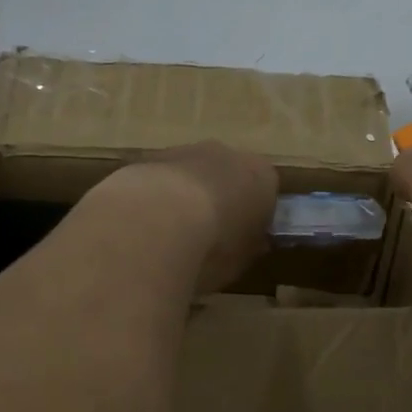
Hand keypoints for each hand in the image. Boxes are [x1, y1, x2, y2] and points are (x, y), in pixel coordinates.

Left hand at [103, 141, 278, 294]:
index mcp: (262, 176)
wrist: (157, 221)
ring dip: (185, 197)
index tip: (242, 241)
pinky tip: (145, 226)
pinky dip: (157, 197)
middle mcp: (227, 154)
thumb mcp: (241, 261)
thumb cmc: (213, 246)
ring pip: (192, 174)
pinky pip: (160, 180)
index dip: (254, 217)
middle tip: (207, 237)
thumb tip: (247, 243)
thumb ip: (247, 247)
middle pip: (228, 176)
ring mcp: (186, 150)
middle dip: (220, 200)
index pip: (265, 193)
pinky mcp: (149, 157)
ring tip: (170, 235)